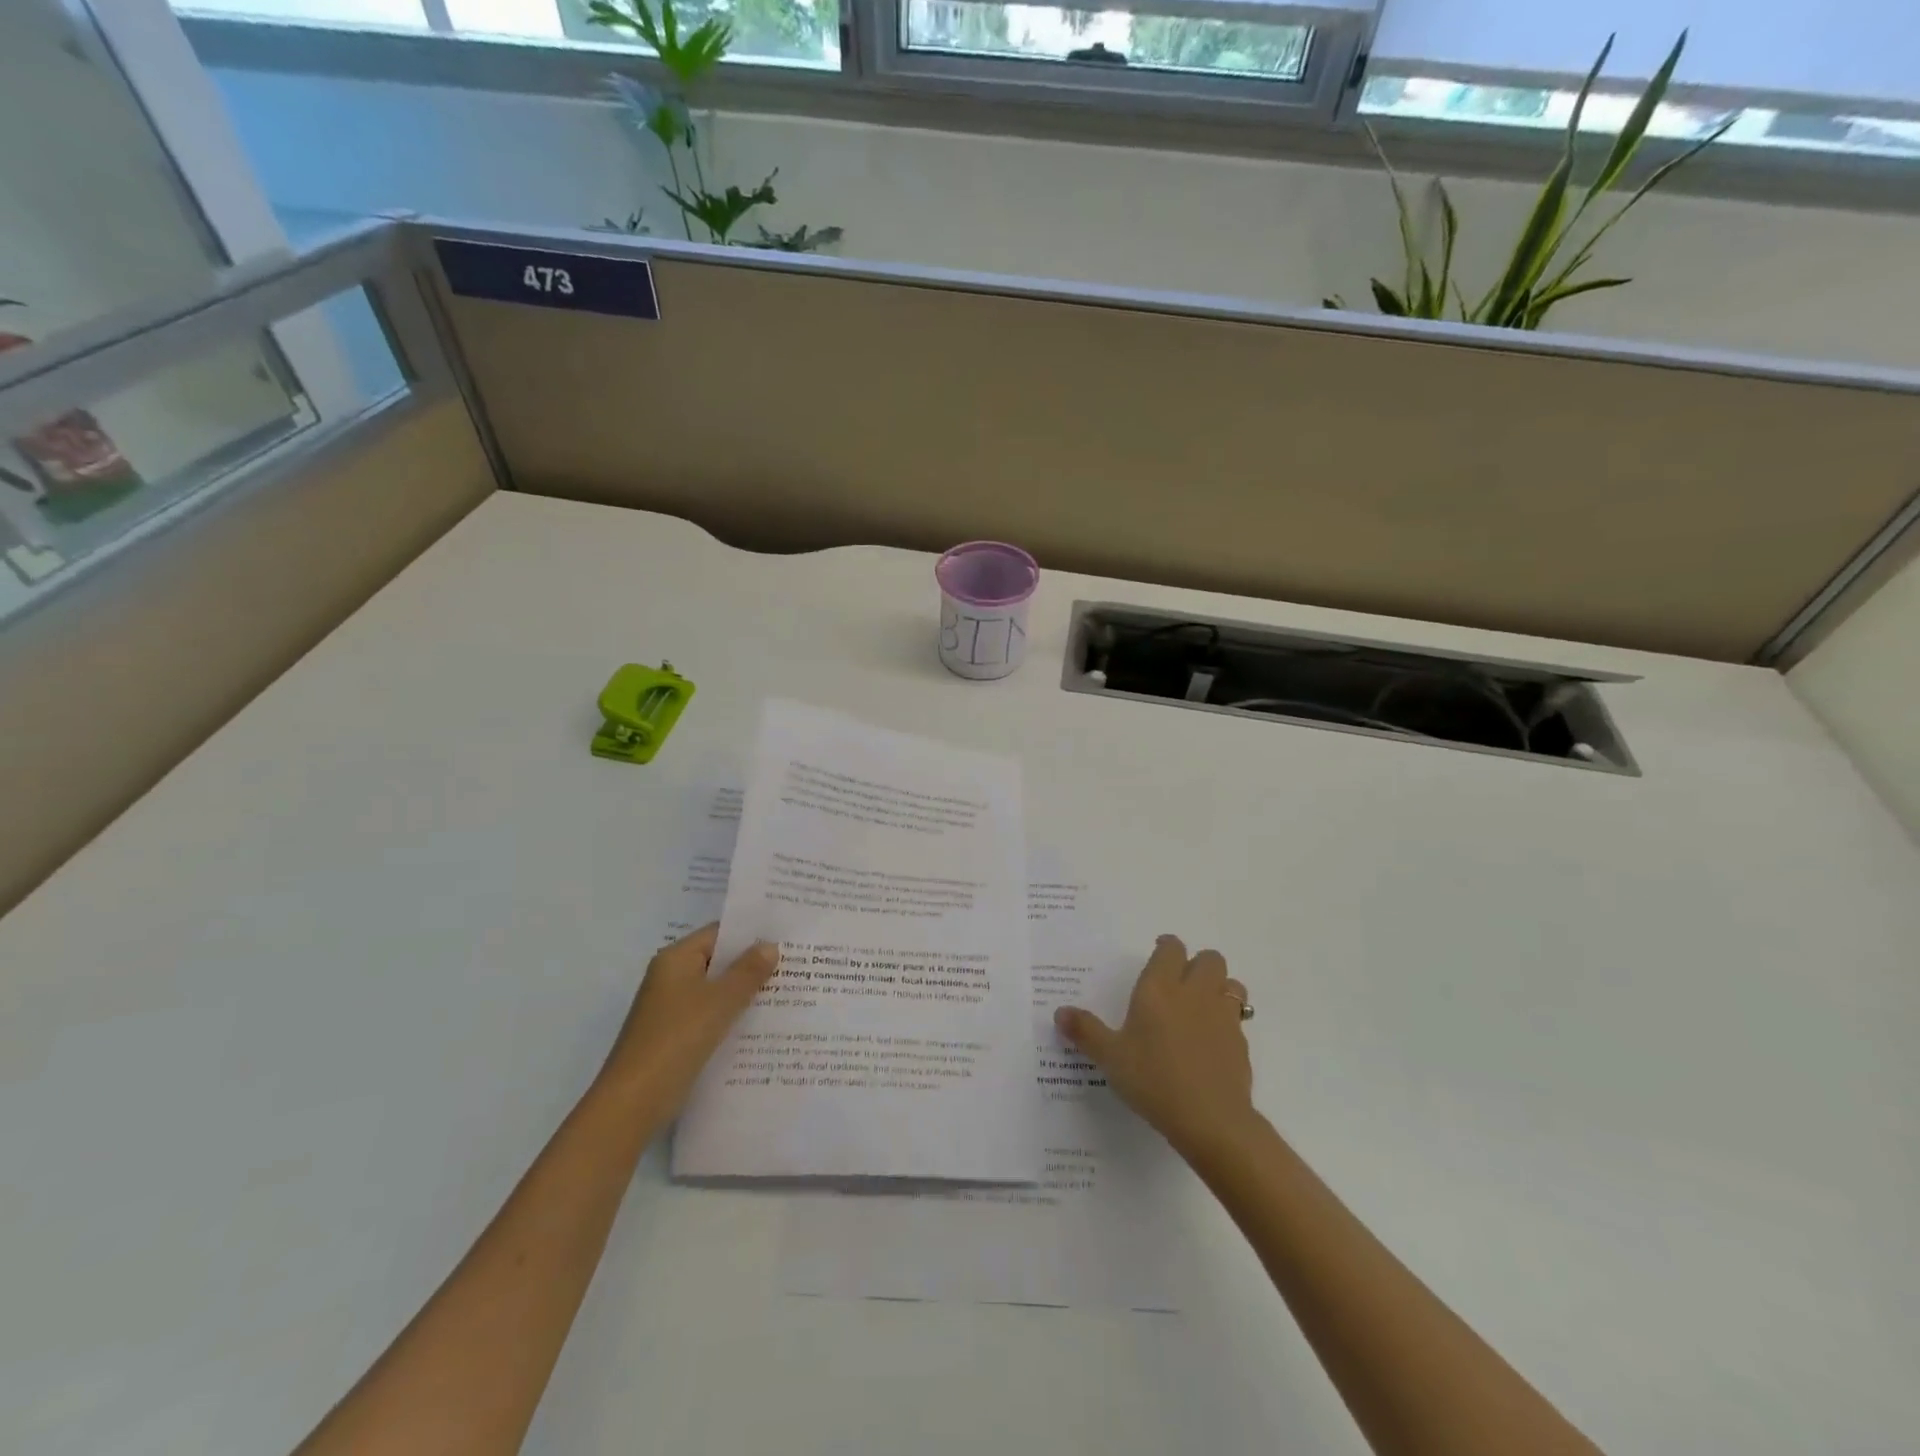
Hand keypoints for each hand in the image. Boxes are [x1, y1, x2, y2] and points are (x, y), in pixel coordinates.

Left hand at [599, 923, 778, 1116]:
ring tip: (787, 993)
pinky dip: (731, 1017)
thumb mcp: (720, 1001)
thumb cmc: (677, 1039)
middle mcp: (670, 978)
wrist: (633, 1102)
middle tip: (795, 965)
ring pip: (715, 991)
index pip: (718, 933)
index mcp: (676, 959)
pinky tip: (761, 1025)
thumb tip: (770, 945)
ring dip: (744, 993)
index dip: (751, 934)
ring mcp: (670, 1009)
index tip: (786, 937)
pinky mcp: (674, 1036)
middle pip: (717, 962)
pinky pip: (709, 1016)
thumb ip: (748, 971)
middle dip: (752, 964)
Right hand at [1054, 935, 1256, 1160]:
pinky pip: (1238, 1017)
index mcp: (1159, 988)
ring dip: (1219, 986)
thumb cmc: (1152, 1079)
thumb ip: (1086, 1031)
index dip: (1166, 946)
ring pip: (1231, 983)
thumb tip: (1060, 1012)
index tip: (1159, 953)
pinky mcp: (1241, 1042)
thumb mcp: (1110, 1057)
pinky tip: (1212, 1041)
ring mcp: (1223, 1015)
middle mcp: (1194, 992)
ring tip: (1202, 1005)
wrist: (1210, 1119)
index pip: (1171, 948)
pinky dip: (1228, 1020)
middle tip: (1180, 982)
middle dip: (1197, 963)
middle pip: (1209, 958)